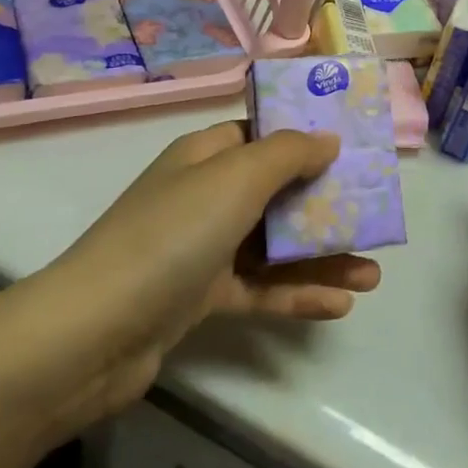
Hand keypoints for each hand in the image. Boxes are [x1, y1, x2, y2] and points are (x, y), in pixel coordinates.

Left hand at [0, 123, 380, 446]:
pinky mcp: (202, 298)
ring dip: (322, 257)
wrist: (94, 333)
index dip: (306, 137)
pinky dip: (297, 294)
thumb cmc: (173, 235)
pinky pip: (260, 289)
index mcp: (206, 156)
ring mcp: (203, 249)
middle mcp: (205, 196)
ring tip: (373, 274)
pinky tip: (340, 306)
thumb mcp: (236, 177)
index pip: (262, 134)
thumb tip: (328, 138)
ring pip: (275, 245)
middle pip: (277, 191)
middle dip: (326, 203)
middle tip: (374, 213)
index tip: (352, 147)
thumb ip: (288, 153)